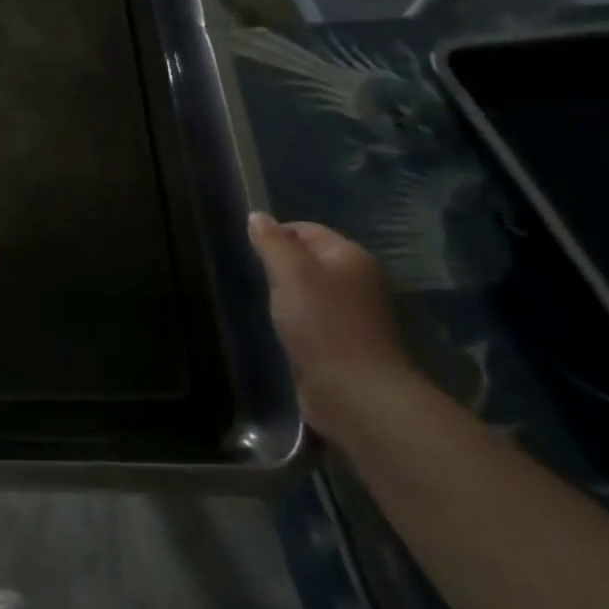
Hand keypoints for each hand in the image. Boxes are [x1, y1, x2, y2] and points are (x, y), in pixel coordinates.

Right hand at [246, 212, 423, 441]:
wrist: (355, 392)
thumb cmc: (322, 323)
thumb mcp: (290, 273)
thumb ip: (272, 242)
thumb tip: (257, 216)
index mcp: (351, 256)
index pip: (307, 229)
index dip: (276, 234)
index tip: (249, 251)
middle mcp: (359, 280)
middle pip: (311, 259)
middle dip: (281, 265)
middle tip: (254, 277)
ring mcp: (356, 314)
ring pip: (311, 291)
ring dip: (288, 295)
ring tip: (265, 304)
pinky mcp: (347, 343)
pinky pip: (315, 319)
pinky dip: (297, 320)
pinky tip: (282, 329)